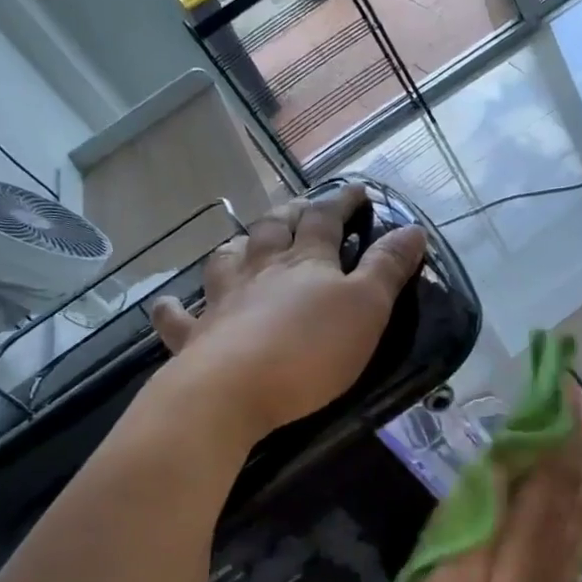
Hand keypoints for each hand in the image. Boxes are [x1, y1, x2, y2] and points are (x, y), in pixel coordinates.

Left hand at [145, 185, 426, 440]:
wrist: (233, 391)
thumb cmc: (311, 349)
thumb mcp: (368, 307)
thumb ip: (388, 267)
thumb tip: (413, 228)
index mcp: (306, 261)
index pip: (326, 218)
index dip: (342, 201)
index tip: (358, 190)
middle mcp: (261, 270)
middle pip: (273, 229)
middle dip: (291, 214)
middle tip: (301, 208)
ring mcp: (223, 300)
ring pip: (228, 259)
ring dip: (239, 246)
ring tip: (245, 242)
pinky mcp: (196, 337)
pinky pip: (178, 317)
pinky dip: (173, 307)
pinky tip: (169, 303)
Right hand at [409, 387, 581, 581]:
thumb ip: (481, 521)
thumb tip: (502, 466)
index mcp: (528, 542)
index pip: (550, 467)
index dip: (555, 423)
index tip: (556, 382)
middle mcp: (554, 546)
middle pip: (575, 478)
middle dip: (575, 430)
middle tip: (569, 391)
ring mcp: (560, 566)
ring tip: (576, 422)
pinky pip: (580, 524)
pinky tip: (577, 482)